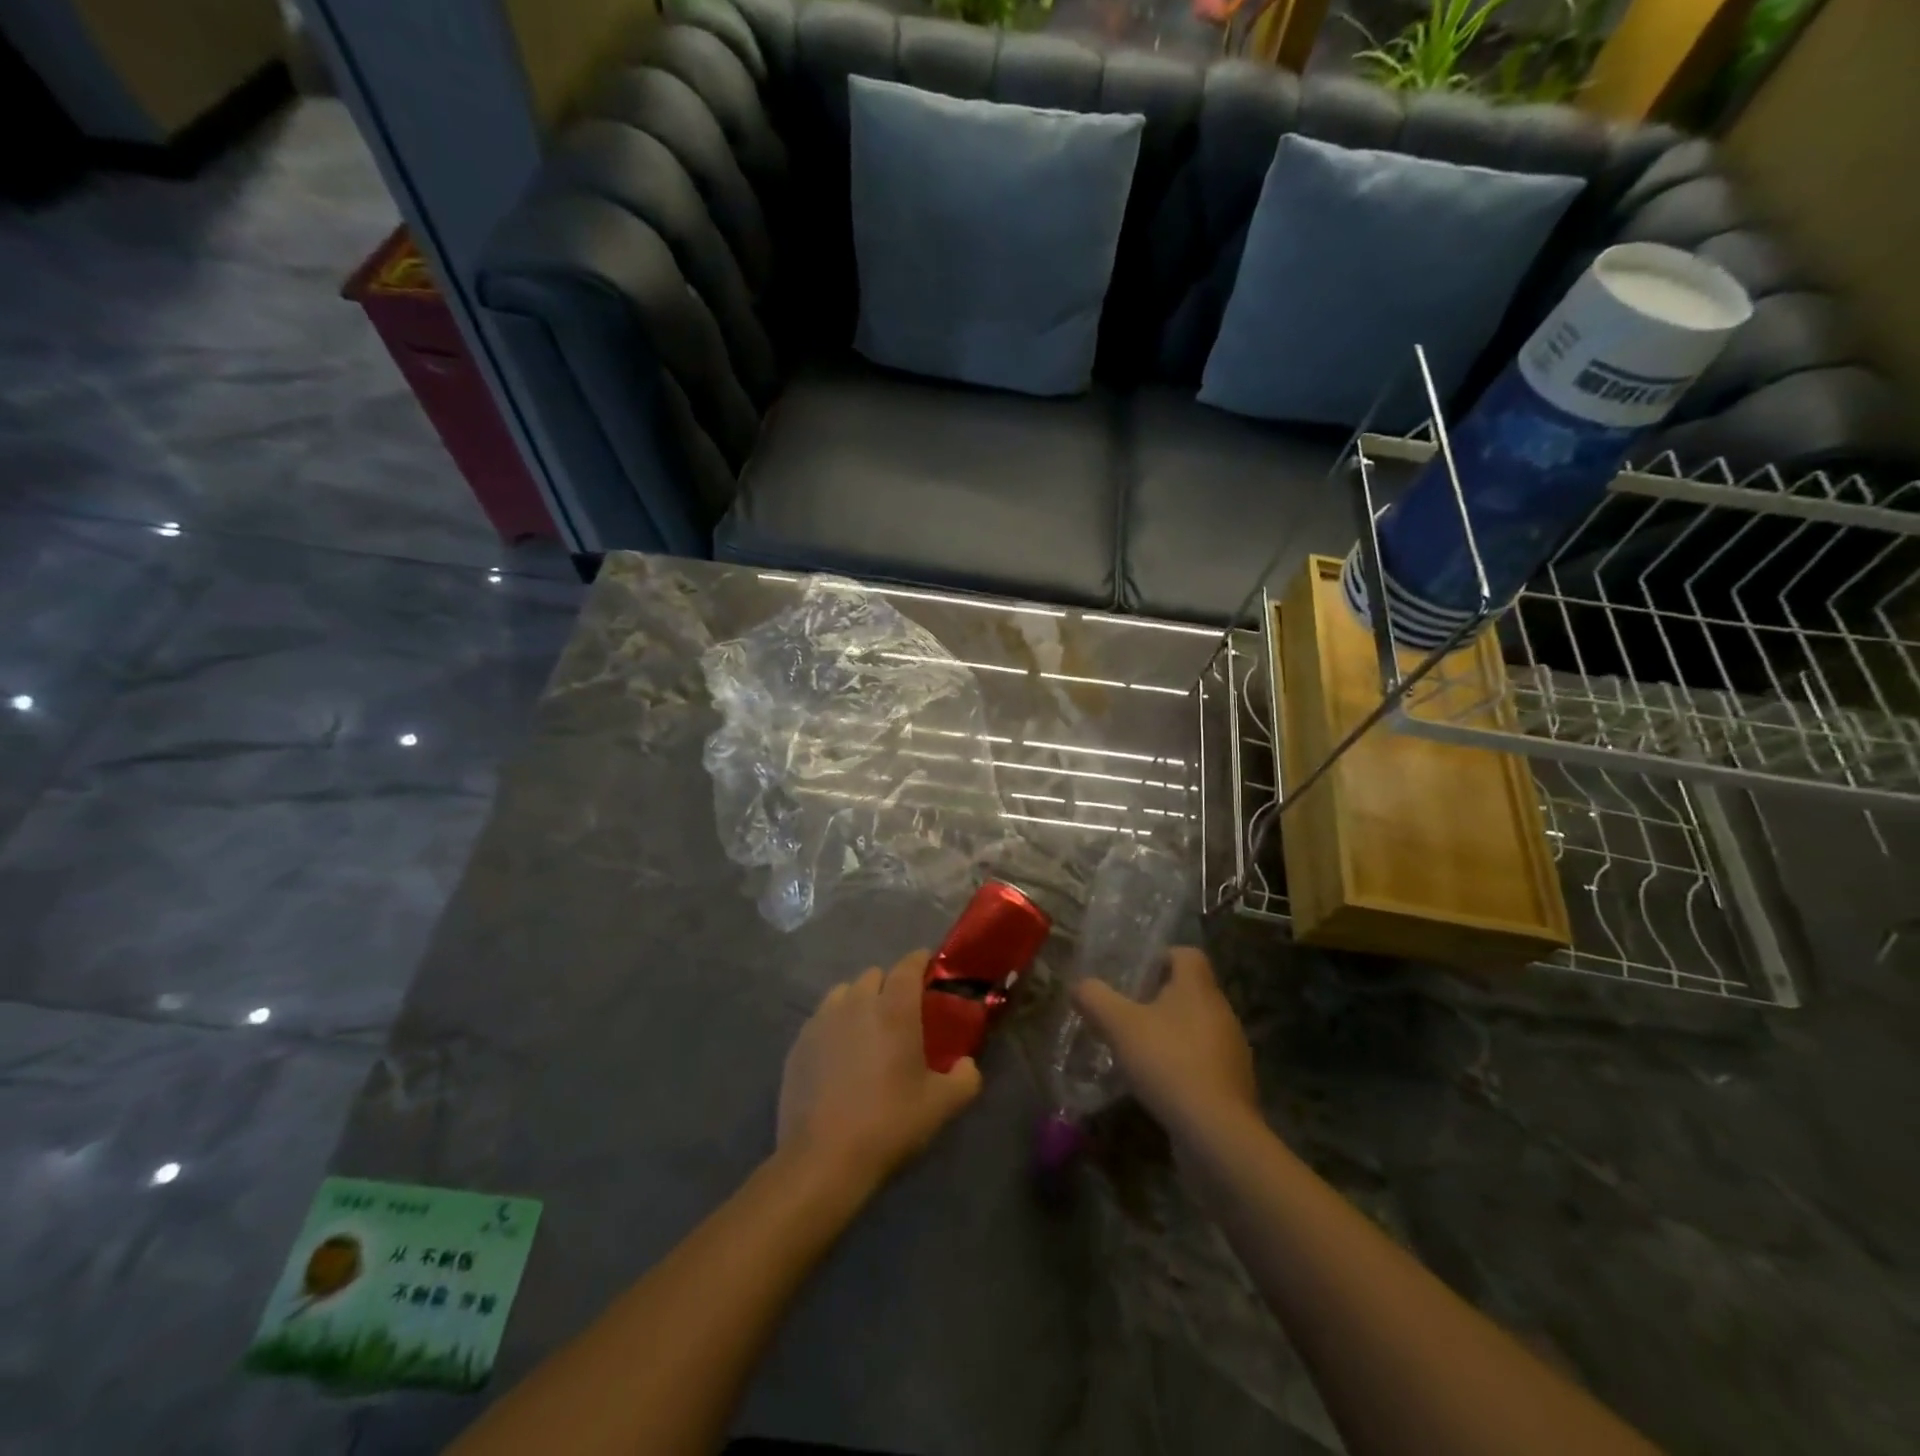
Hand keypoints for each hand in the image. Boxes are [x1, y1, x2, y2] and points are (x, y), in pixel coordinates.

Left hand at [778, 950, 982, 1192]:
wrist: (823, 1159)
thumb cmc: (889, 1124)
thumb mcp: (941, 1106)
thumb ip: (965, 1078)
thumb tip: (967, 1064)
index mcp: (894, 1008)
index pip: (908, 965)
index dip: (920, 961)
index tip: (929, 970)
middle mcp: (857, 1002)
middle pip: (875, 975)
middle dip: (890, 986)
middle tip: (901, 1015)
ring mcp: (822, 1020)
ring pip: (844, 993)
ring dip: (859, 1001)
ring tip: (866, 1031)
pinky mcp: (799, 1043)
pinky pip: (821, 1018)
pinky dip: (834, 1025)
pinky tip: (839, 1056)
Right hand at [1073, 947, 1257, 1140]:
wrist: (1216, 1130)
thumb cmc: (1168, 1062)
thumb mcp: (1119, 1025)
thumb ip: (1095, 998)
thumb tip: (1079, 986)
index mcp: (1198, 988)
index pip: (1188, 954)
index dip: (1162, 957)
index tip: (1137, 976)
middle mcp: (1221, 1011)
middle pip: (1192, 991)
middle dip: (1161, 999)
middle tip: (1129, 1013)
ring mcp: (1232, 1049)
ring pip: (1198, 1027)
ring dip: (1173, 1034)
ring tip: (1141, 1051)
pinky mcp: (1235, 1083)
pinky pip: (1205, 1061)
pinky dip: (1184, 1065)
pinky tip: (1161, 1084)